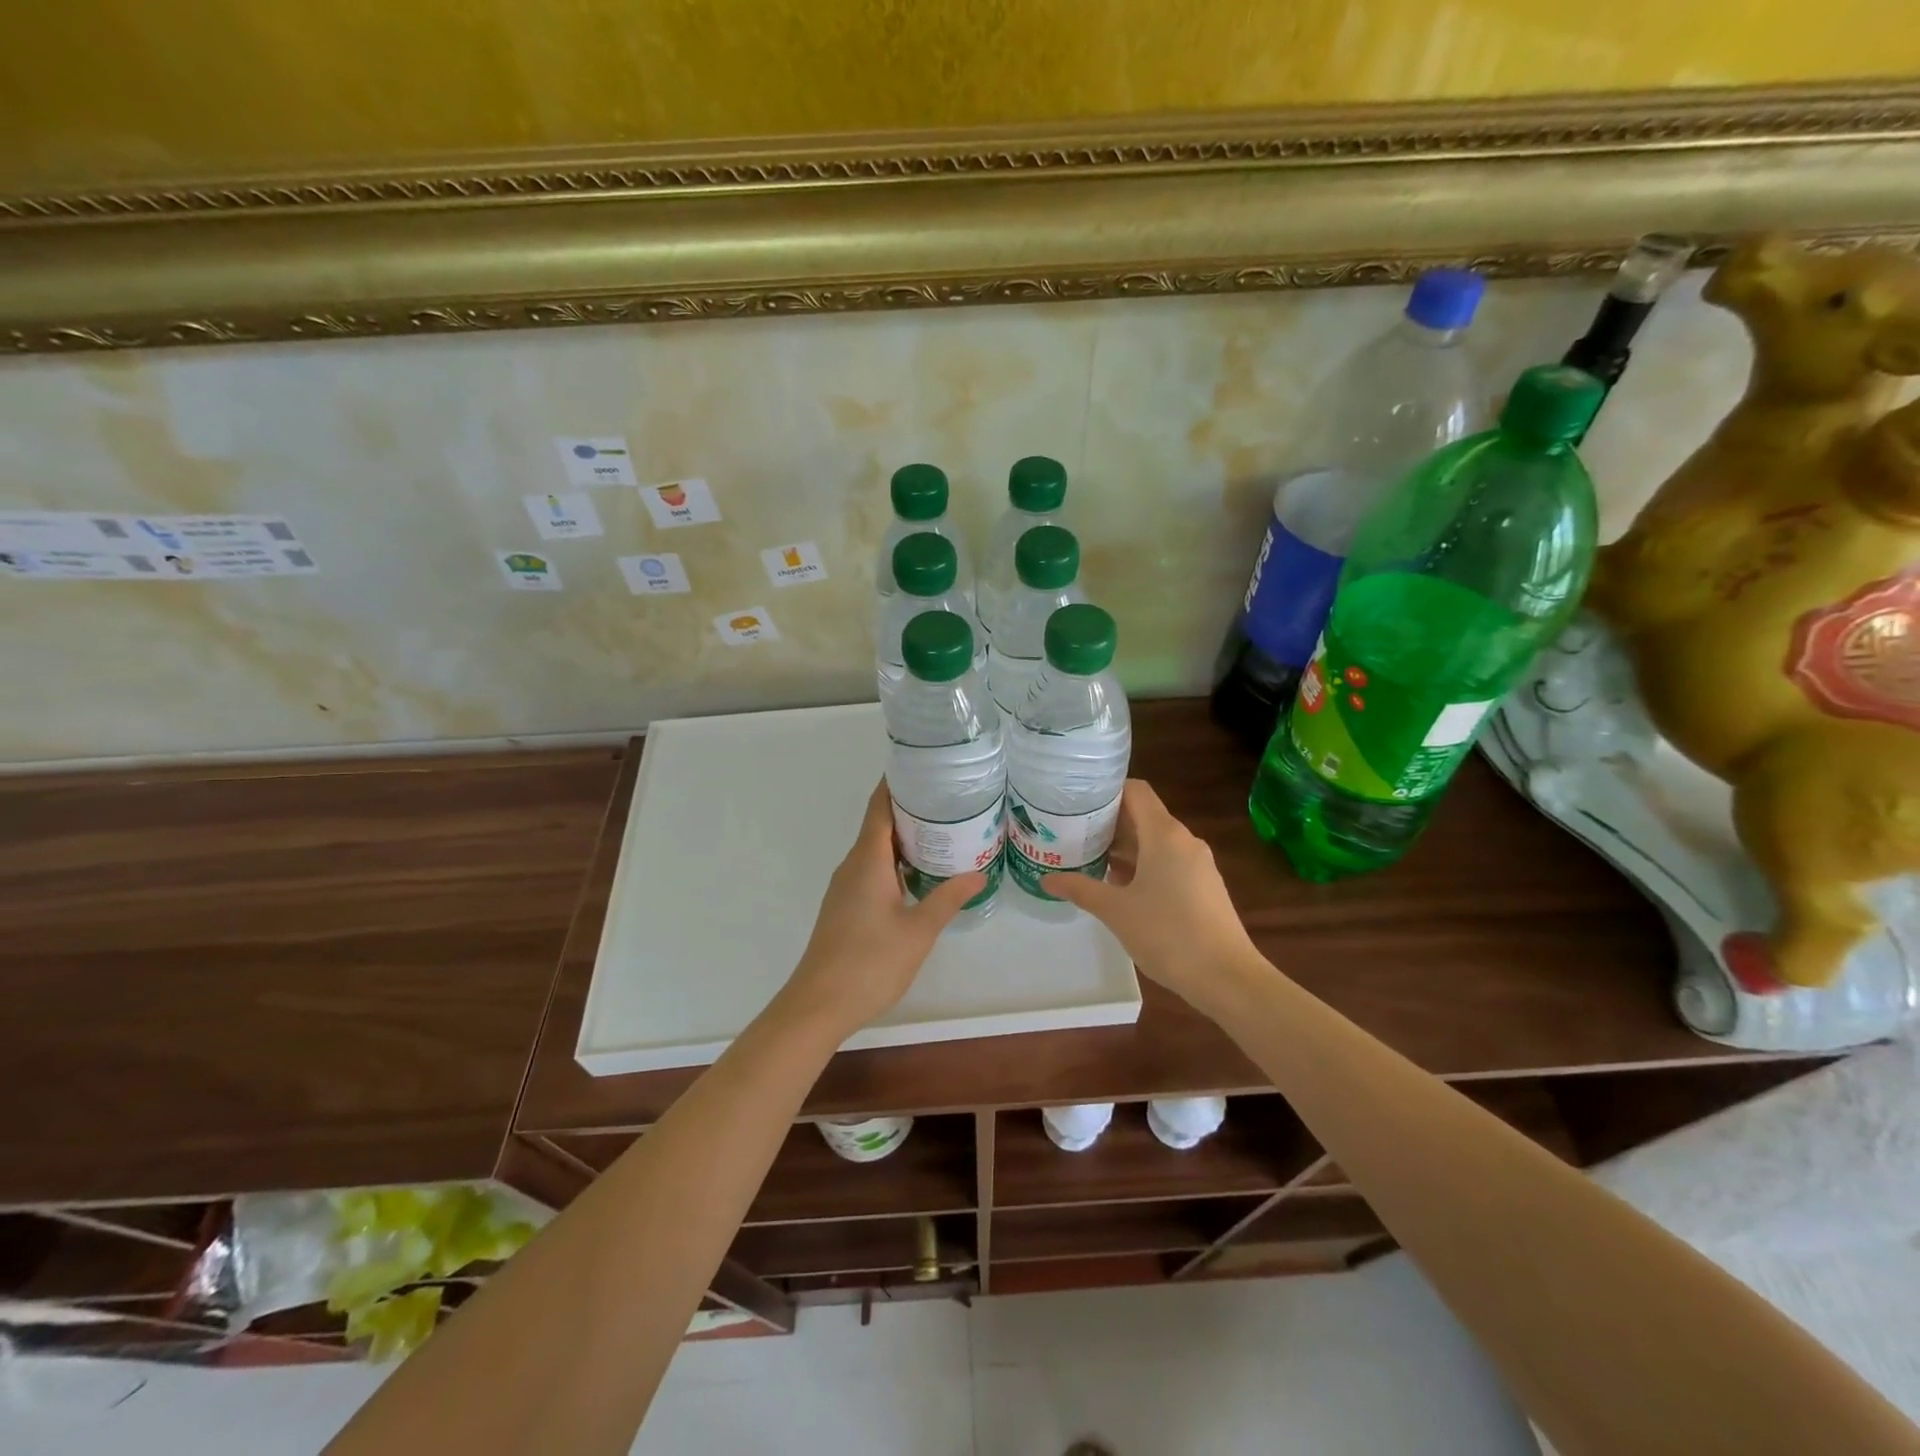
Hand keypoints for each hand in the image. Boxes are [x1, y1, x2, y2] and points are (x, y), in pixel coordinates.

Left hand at [778, 781, 984, 1033]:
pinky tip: (918, 873)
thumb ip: (947, 898)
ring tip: (941, 831)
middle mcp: (852, 866)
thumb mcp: (918, 931)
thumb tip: (978, 873)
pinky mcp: (845, 906)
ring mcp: (845, 887)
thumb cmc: (869, 963)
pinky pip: (871, 870)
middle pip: (878, 824)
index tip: (922, 767)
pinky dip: (895, 861)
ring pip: (875, 849)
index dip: (897, 784)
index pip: (879, 807)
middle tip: (948, 799)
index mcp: (867, 860)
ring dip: (903, 837)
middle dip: (909, 808)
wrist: (818, 1004)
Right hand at [1042, 780, 1258, 1011]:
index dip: (1106, 791)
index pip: (1135, 791)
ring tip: (1089, 859)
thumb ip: (1080, 889)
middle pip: (1143, 816)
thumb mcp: (1116, 911)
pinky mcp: (1203, 886)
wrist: (1227, 977)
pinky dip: (1143, 866)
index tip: (1076, 803)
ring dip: (1124, 848)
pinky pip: (1168, 862)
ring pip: (1155, 842)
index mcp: (1164, 834)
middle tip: (1072, 833)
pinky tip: (1120, 887)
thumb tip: (1047, 878)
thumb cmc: (1168, 934)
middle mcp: (1183, 840)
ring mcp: (1197, 864)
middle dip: (1108, 823)